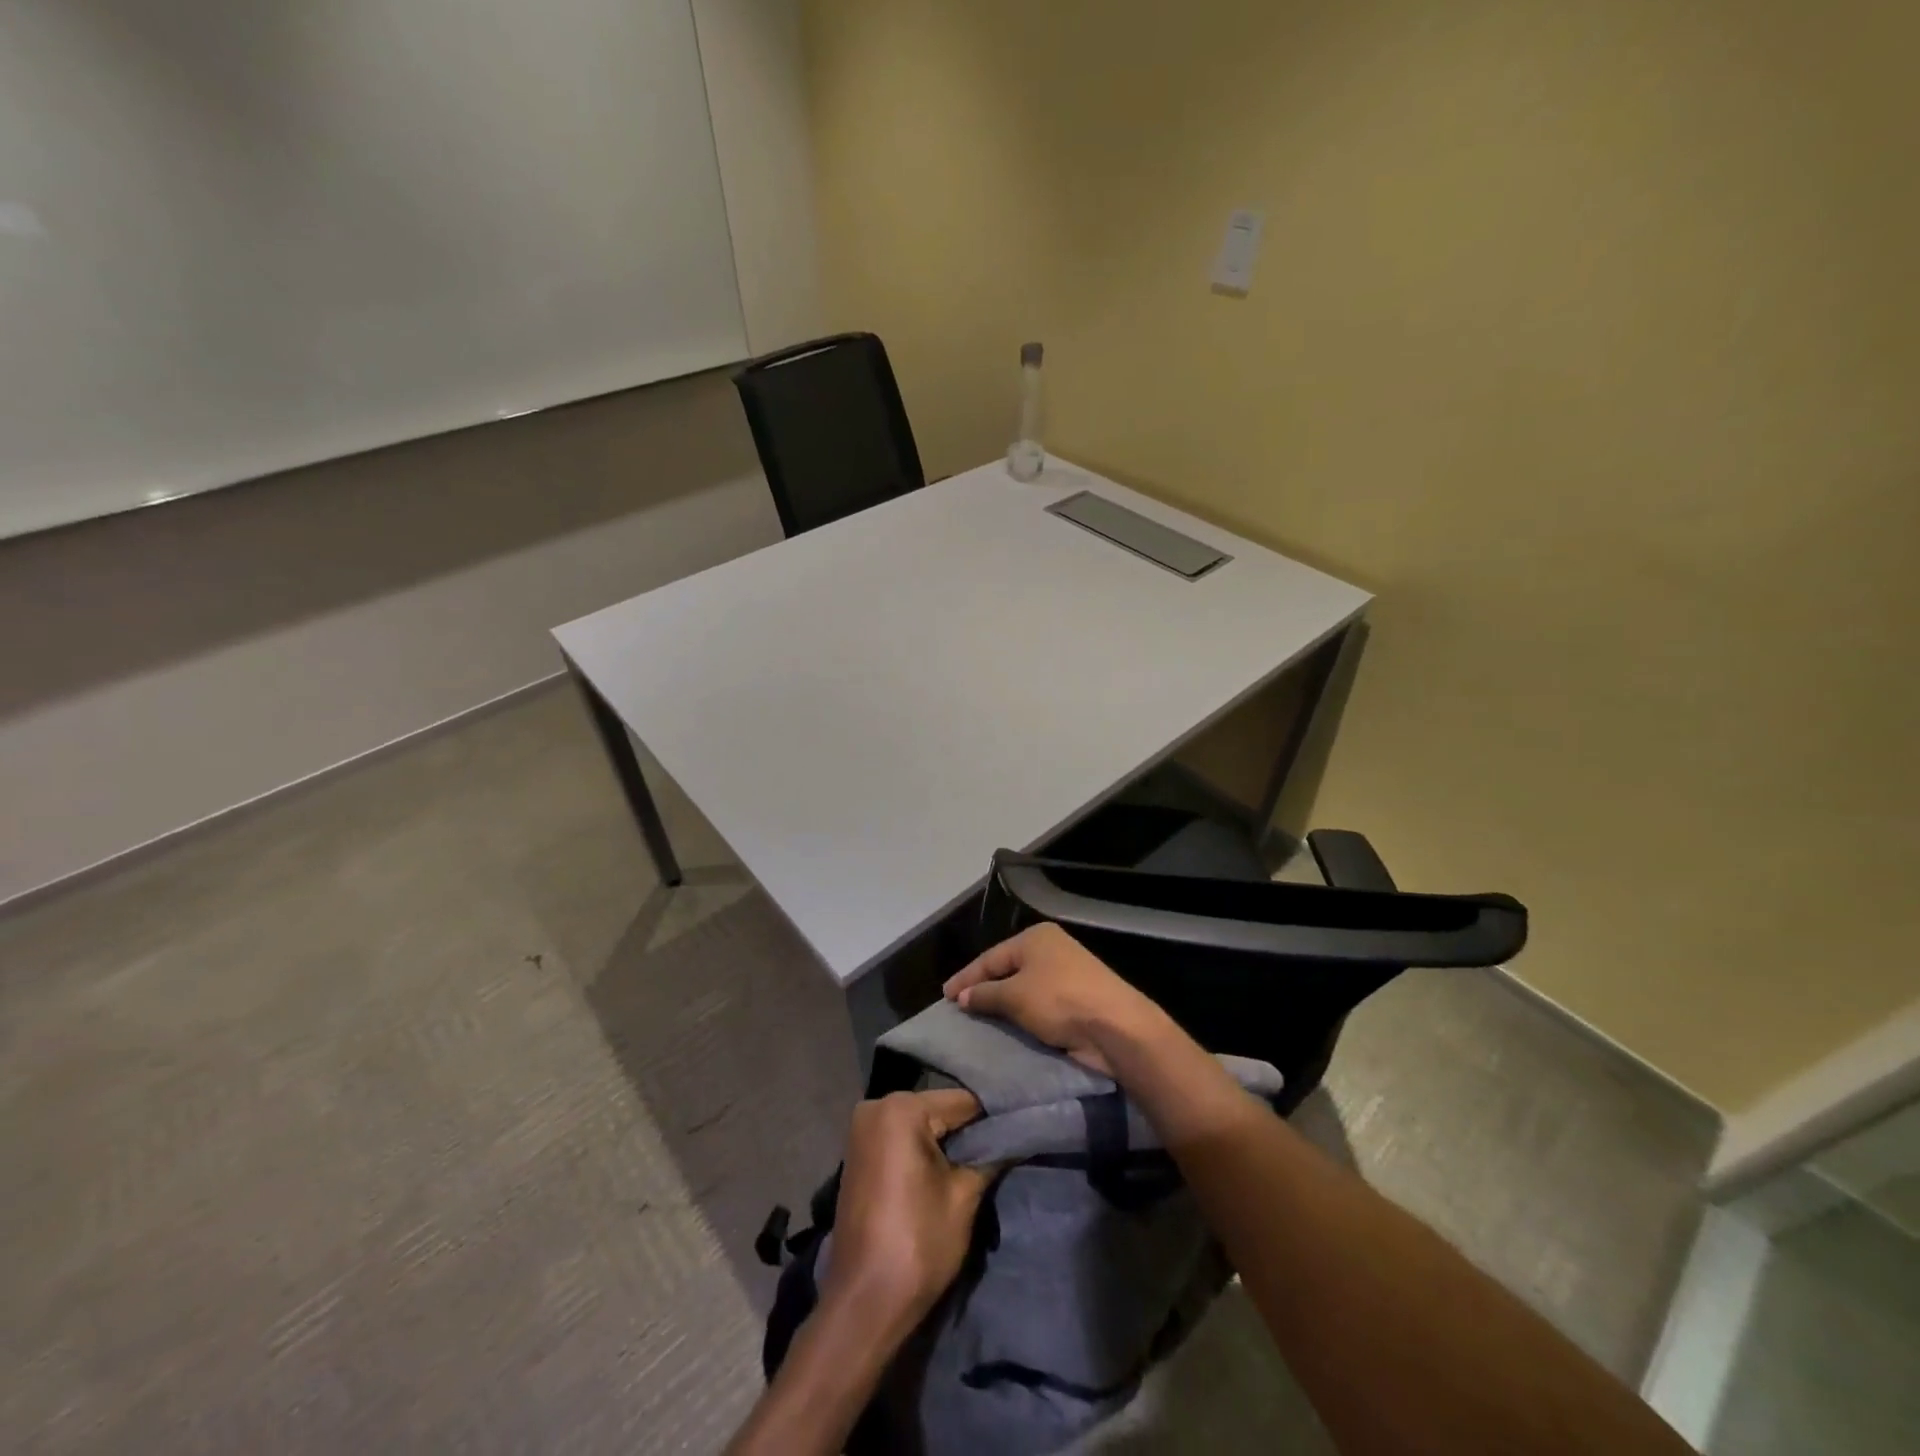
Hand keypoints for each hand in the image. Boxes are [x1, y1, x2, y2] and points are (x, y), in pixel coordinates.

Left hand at [825, 1089, 991, 1330]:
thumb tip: (1015, 1136)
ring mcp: (862, 1130)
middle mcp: (876, 1106)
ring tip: (979, 1163)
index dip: (993, 1120)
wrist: (864, 1304)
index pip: (963, 1102)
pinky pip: (902, 1140)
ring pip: (921, 1125)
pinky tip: (945, 1171)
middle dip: (968, 1132)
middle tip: (1002, 1152)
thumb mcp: (964, 1198)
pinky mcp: (859, 1154)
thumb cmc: (917, 1244)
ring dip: (946, 1143)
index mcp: (901, 1108)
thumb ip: (989, 1157)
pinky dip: (923, 1152)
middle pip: (939, 1110)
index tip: (1019, 1133)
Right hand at [943, 923, 1167, 1075]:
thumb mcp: (1014, 996)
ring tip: (978, 1019)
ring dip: (1002, 1004)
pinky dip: (1022, 1014)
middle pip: (1007, 969)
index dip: (966, 977)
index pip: (990, 957)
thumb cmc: (1059, 1001)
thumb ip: (984, 994)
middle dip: (983, 988)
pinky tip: (1008, 1026)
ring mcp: (1066, 973)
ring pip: (1023, 988)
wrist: (1115, 1027)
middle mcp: (1051, 949)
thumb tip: (962, 996)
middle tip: (959, 1007)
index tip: (945, 996)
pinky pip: (1039, 1004)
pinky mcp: (1077, 999)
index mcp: (1035, 938)